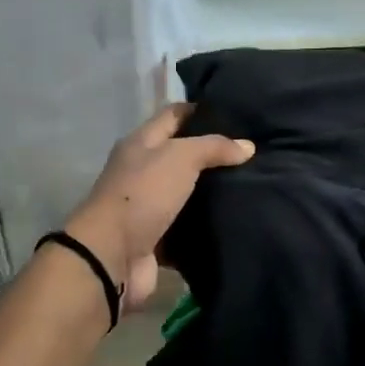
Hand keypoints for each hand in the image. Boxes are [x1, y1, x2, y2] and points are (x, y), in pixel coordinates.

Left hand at [65, 103, 254, 309]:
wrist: (113, 255)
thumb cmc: (143, 194)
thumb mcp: (181, 157)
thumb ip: (214, 147)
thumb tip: (248, 146)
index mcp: (141, 143)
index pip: (174, 115)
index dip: (202, 111)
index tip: (237, 115)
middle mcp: (142, 170)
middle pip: (181, 154)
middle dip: (213, 153)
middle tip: (251, 152)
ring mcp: (148, 205)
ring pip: (186, 191)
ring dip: (212, 190)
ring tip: (251, 183)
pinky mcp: (157, 236)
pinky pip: (187, 224)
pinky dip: (206, 223)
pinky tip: (235, 217)